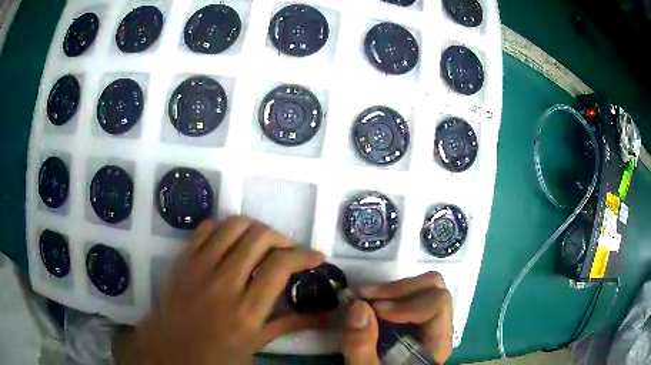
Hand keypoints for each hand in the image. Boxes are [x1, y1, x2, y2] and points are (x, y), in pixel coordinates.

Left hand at [123, 217, 325, 364]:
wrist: (172, 347)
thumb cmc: (217, 351)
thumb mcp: (258, 342)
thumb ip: (291, 324)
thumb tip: (326, 316)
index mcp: (247, 310)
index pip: (280, 266)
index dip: (303, 255)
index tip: (315, 257)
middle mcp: (224, 283)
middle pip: (259, 238)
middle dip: (282, 238)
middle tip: (287, 250)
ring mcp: (200, 267)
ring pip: (234, 225)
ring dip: (255, 227)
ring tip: (261, 241)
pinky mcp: (184, 258)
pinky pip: (207, 227)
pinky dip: (225, 227)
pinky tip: (231, 241)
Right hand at [341, 272, 452, 364]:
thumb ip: (361, 346)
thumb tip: (359, 306)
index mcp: (437, 343)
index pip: (438, 303)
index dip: (407, 303)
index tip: (376, 309)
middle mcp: (437, 327)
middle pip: (433, 288)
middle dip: (397, 289)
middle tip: (366, 297)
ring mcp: (425, 322)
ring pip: (422, 287)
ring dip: (390, 290)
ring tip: (363, 299)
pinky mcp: (411, 321)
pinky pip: (407, 296)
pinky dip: (387, 295)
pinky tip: (367, 305)